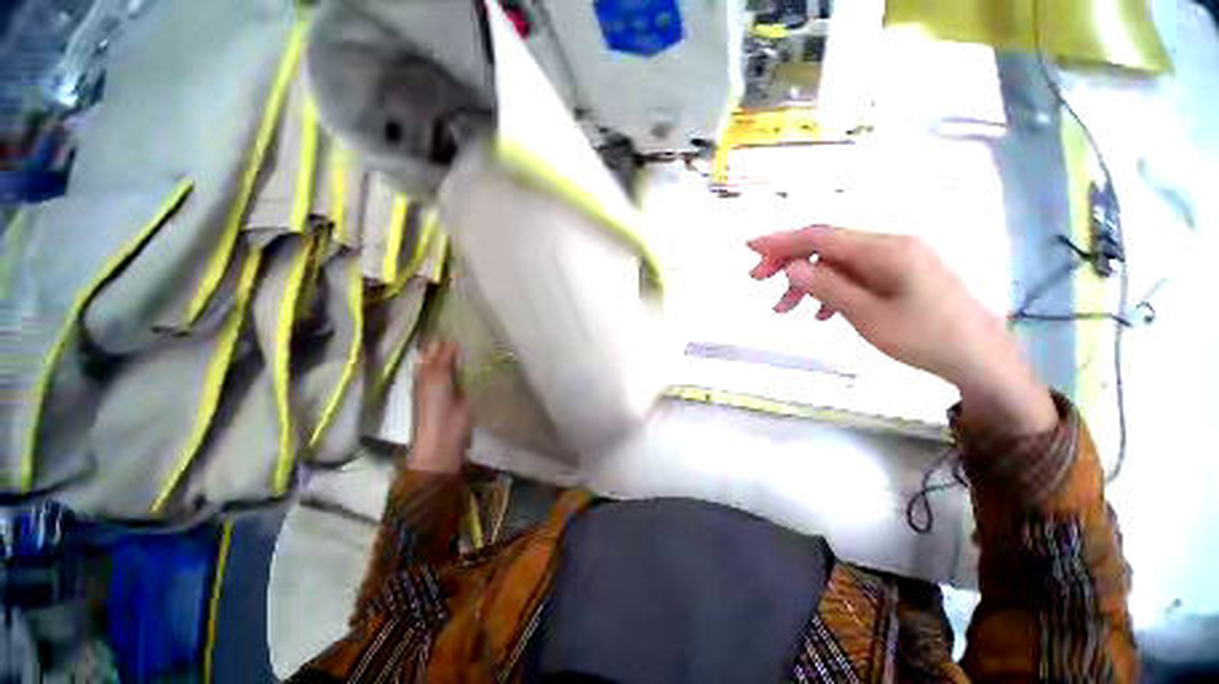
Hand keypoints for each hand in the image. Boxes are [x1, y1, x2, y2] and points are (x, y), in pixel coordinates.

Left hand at [409, 340, 472, 473]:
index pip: (432, 350)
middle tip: (470, 329)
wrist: (445, 435)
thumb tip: (452, 340)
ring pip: (457, 364)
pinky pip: (469, 375)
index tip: (454, 324)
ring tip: (478, 340)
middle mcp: (436, 375)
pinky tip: (483, 358)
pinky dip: (474, 367)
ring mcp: (452, 384)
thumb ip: (444, 359)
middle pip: (445, 356)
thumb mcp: (436, 378)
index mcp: (425, 371)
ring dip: (465, 355)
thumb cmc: (435, 406)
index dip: (440, 339)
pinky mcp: (466, 391)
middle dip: (453, 345)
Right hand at [748, 226, 1056, 435]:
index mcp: (885, 250)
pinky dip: (829, 289)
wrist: (979, 358)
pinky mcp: (898, 274)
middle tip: (758, 280)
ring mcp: (895, 259)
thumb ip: (828, 287)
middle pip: (826, 245)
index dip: (781, 240)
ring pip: (836, 263)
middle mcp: (889, 245)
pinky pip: (853, 275)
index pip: (821, 237)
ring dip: (806, 281)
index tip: (749, 246)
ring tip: (783, 310)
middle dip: (788, 261)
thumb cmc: (925, 338)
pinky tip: (820, 313)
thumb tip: (792, 266)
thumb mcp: (868, 316)